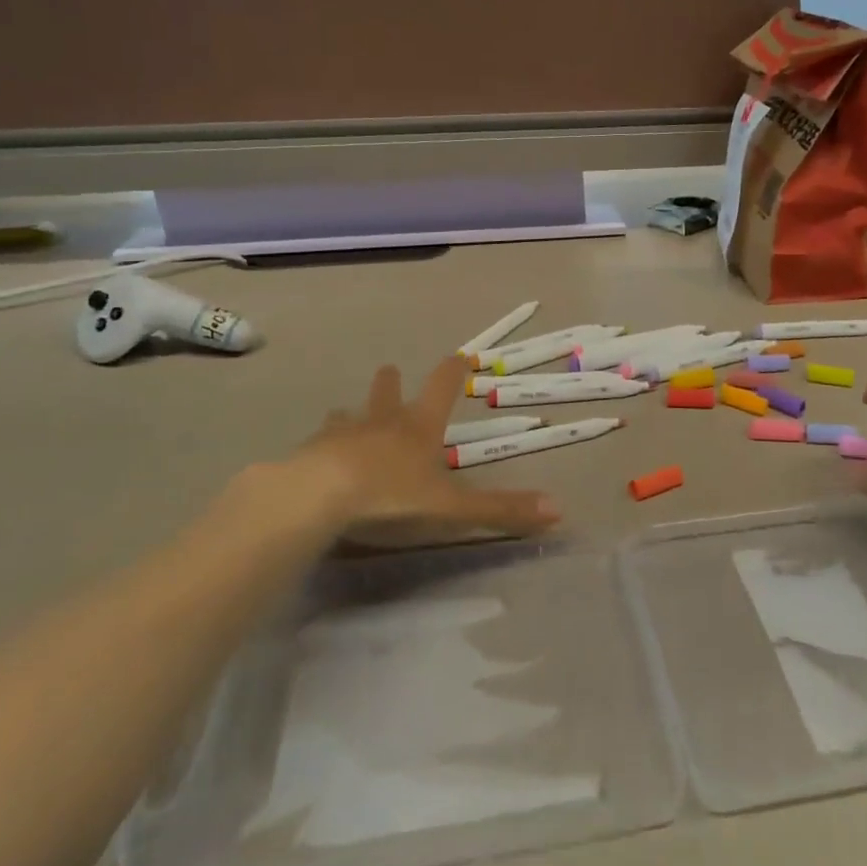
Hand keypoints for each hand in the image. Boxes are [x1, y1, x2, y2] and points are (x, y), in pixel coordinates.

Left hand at [287, 355, 561, 548]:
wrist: (317, 497)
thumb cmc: (391, 496)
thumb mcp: (451, 508)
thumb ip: (500, 510)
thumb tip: (558, 510)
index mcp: (418, 428)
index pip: (442, 388)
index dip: (453, 371)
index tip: (460, 355)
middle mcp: (381, 422)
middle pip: (387, 392)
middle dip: (391, 383)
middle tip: (390, 371)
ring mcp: (341, 434)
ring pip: (348, 414)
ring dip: (353, 413)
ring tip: (348, 415)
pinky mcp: (308, 453)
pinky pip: (318, 443)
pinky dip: (322, 445)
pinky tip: (315, 457)